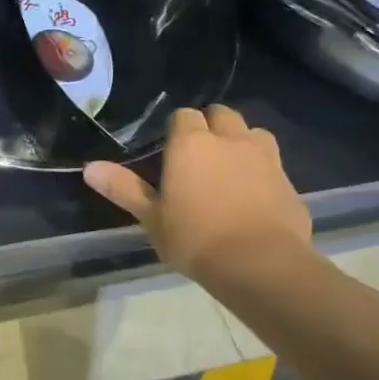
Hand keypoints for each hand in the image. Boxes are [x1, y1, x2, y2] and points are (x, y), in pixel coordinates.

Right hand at [83, 105, 311, 291]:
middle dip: (211, 126)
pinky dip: (262, 171)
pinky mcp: (289, 181)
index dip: (177, 129)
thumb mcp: (151, 217)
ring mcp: (265, 158)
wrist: (260, 264)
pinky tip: (253, 197)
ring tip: (229, 169)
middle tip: (198, 155)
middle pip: (222, 114)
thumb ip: (123, 188)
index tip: (170, 150)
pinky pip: (273, 164)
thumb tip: (89, 168)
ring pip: (253, 133)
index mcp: (191, 143)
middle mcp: (230, 140)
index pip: (183, 116)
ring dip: (241, 142)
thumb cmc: (195, 238)